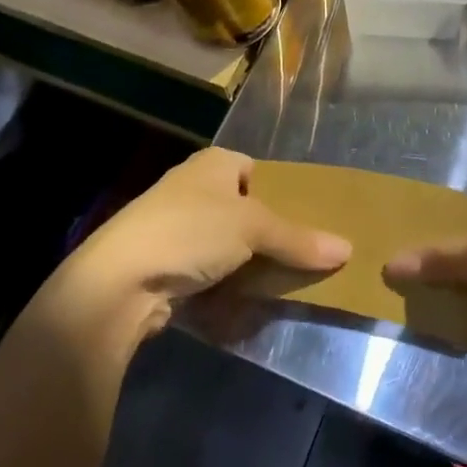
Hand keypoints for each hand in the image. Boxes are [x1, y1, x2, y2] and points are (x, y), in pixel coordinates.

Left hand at [48, 148, 350, 344]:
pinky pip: (206, 271)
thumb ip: (299, 240)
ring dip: (248, 264)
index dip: (281, 193)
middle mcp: (193, 188)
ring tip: (280, 283)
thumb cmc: (190, 231)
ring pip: (226, 243)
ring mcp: (174, 227)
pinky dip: (224, 285)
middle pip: (244, 209)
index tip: (307, 220)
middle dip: (268, 234)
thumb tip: (347, 250)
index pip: (257, 170)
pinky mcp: (163, 264)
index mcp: (213, 163)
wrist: (118, 281)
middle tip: (301, 255)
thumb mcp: (253, 229)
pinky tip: (245, 302)